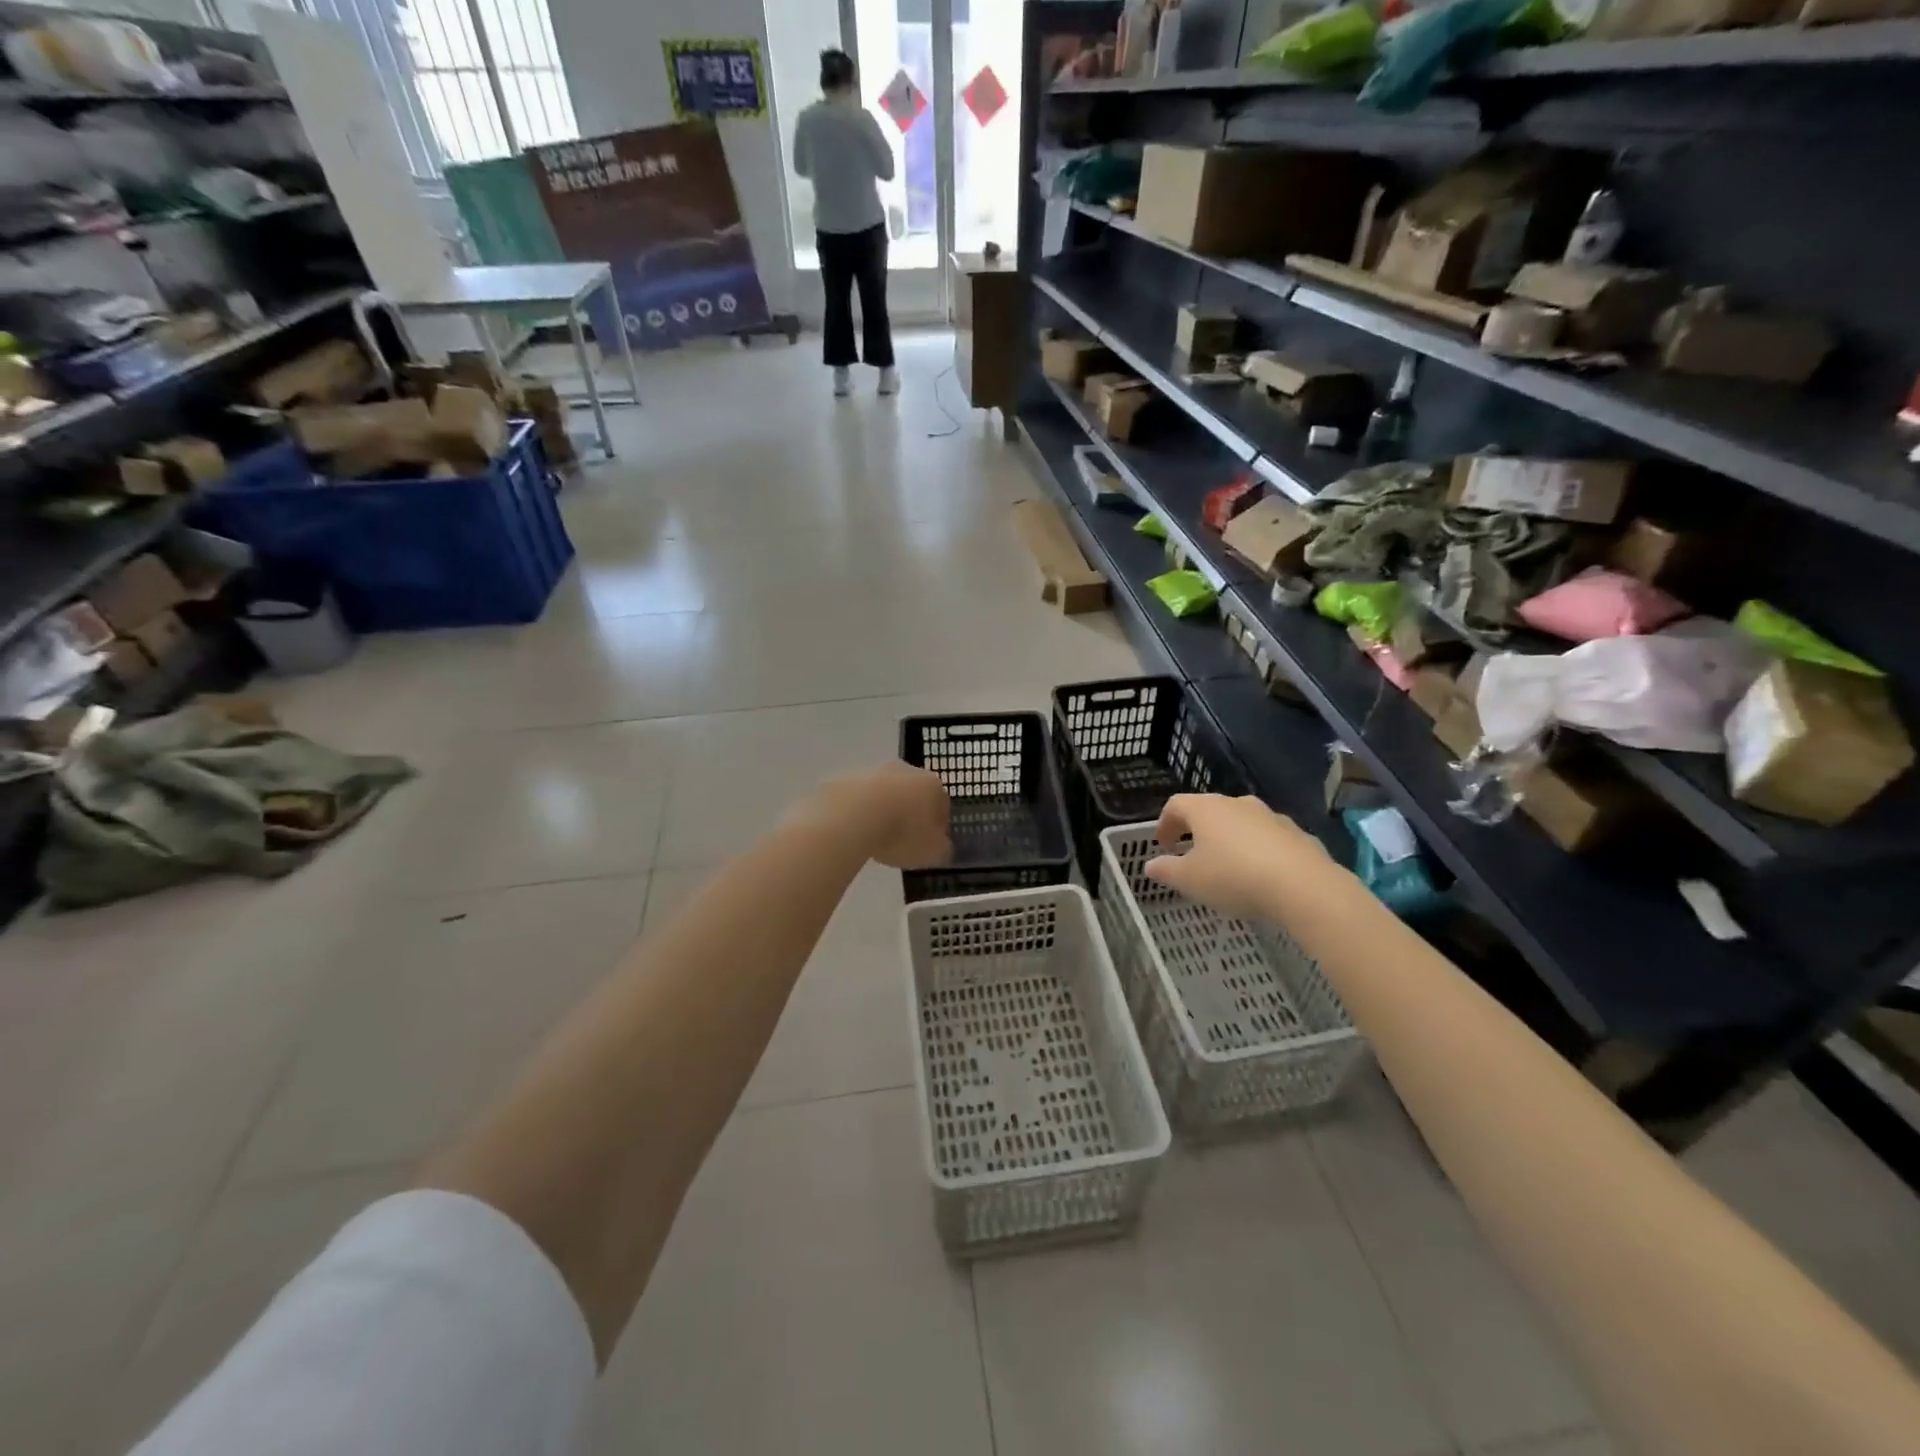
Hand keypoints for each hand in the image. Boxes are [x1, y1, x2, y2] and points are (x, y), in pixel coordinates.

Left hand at [808, 762, 951, 869]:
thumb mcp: (933, 852)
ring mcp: (873, 772)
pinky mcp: (845, 779)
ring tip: (875, 838)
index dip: (938, 826)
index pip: (942, 804)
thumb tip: (940, 845)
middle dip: (910, 813)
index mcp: (932, 785)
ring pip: (884, 794)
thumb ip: (942, 848)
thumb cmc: (902, 833)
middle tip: (903, 840)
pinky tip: (854, 832)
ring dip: (883, 811)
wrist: (851, 817)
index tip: (930, 844)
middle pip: (912, 794)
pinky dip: (858, 812)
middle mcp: (905, 770)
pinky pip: (858, 799)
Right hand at [1145, 794, 1339, 921]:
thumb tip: (1151, 865)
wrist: (1304, 887)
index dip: (1164, 824)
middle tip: (1191, 855)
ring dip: (1228, 840)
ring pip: (1240, 823)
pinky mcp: (1297, 834)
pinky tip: (1259, 876)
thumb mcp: (1189, 880)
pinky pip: (1267, 839)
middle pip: (1209, 811)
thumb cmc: (1234, 877)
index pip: (1175, 805)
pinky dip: (1256, 851)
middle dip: (1196, 831)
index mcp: (1206, 809)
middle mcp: (1238, 804)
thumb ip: (1166, 870)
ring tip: (1226, 868)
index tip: (1162, 846)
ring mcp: (1270, 816)